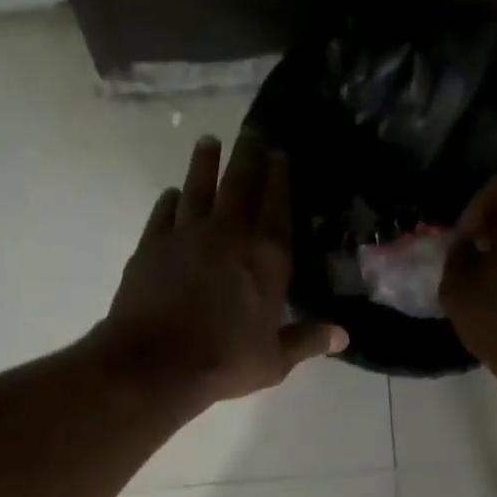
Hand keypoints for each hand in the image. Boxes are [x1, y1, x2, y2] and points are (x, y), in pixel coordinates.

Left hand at [97, 132, 345, 407]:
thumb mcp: (274, 361)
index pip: (277, 204)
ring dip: (205, 163)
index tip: (281, 153)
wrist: (155, 364)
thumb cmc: (223, 362)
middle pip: (240, 183)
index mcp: (266, 257)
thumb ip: (307, 341)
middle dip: (248, 155)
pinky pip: (163, 212)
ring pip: (198, 187)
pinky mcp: (152, 245)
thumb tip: (344, 336)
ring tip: (209, 142)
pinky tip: (172, 193)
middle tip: (252, 133)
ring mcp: (186, 235)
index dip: (280, 176)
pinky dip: (170, 200)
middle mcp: (229, 234)